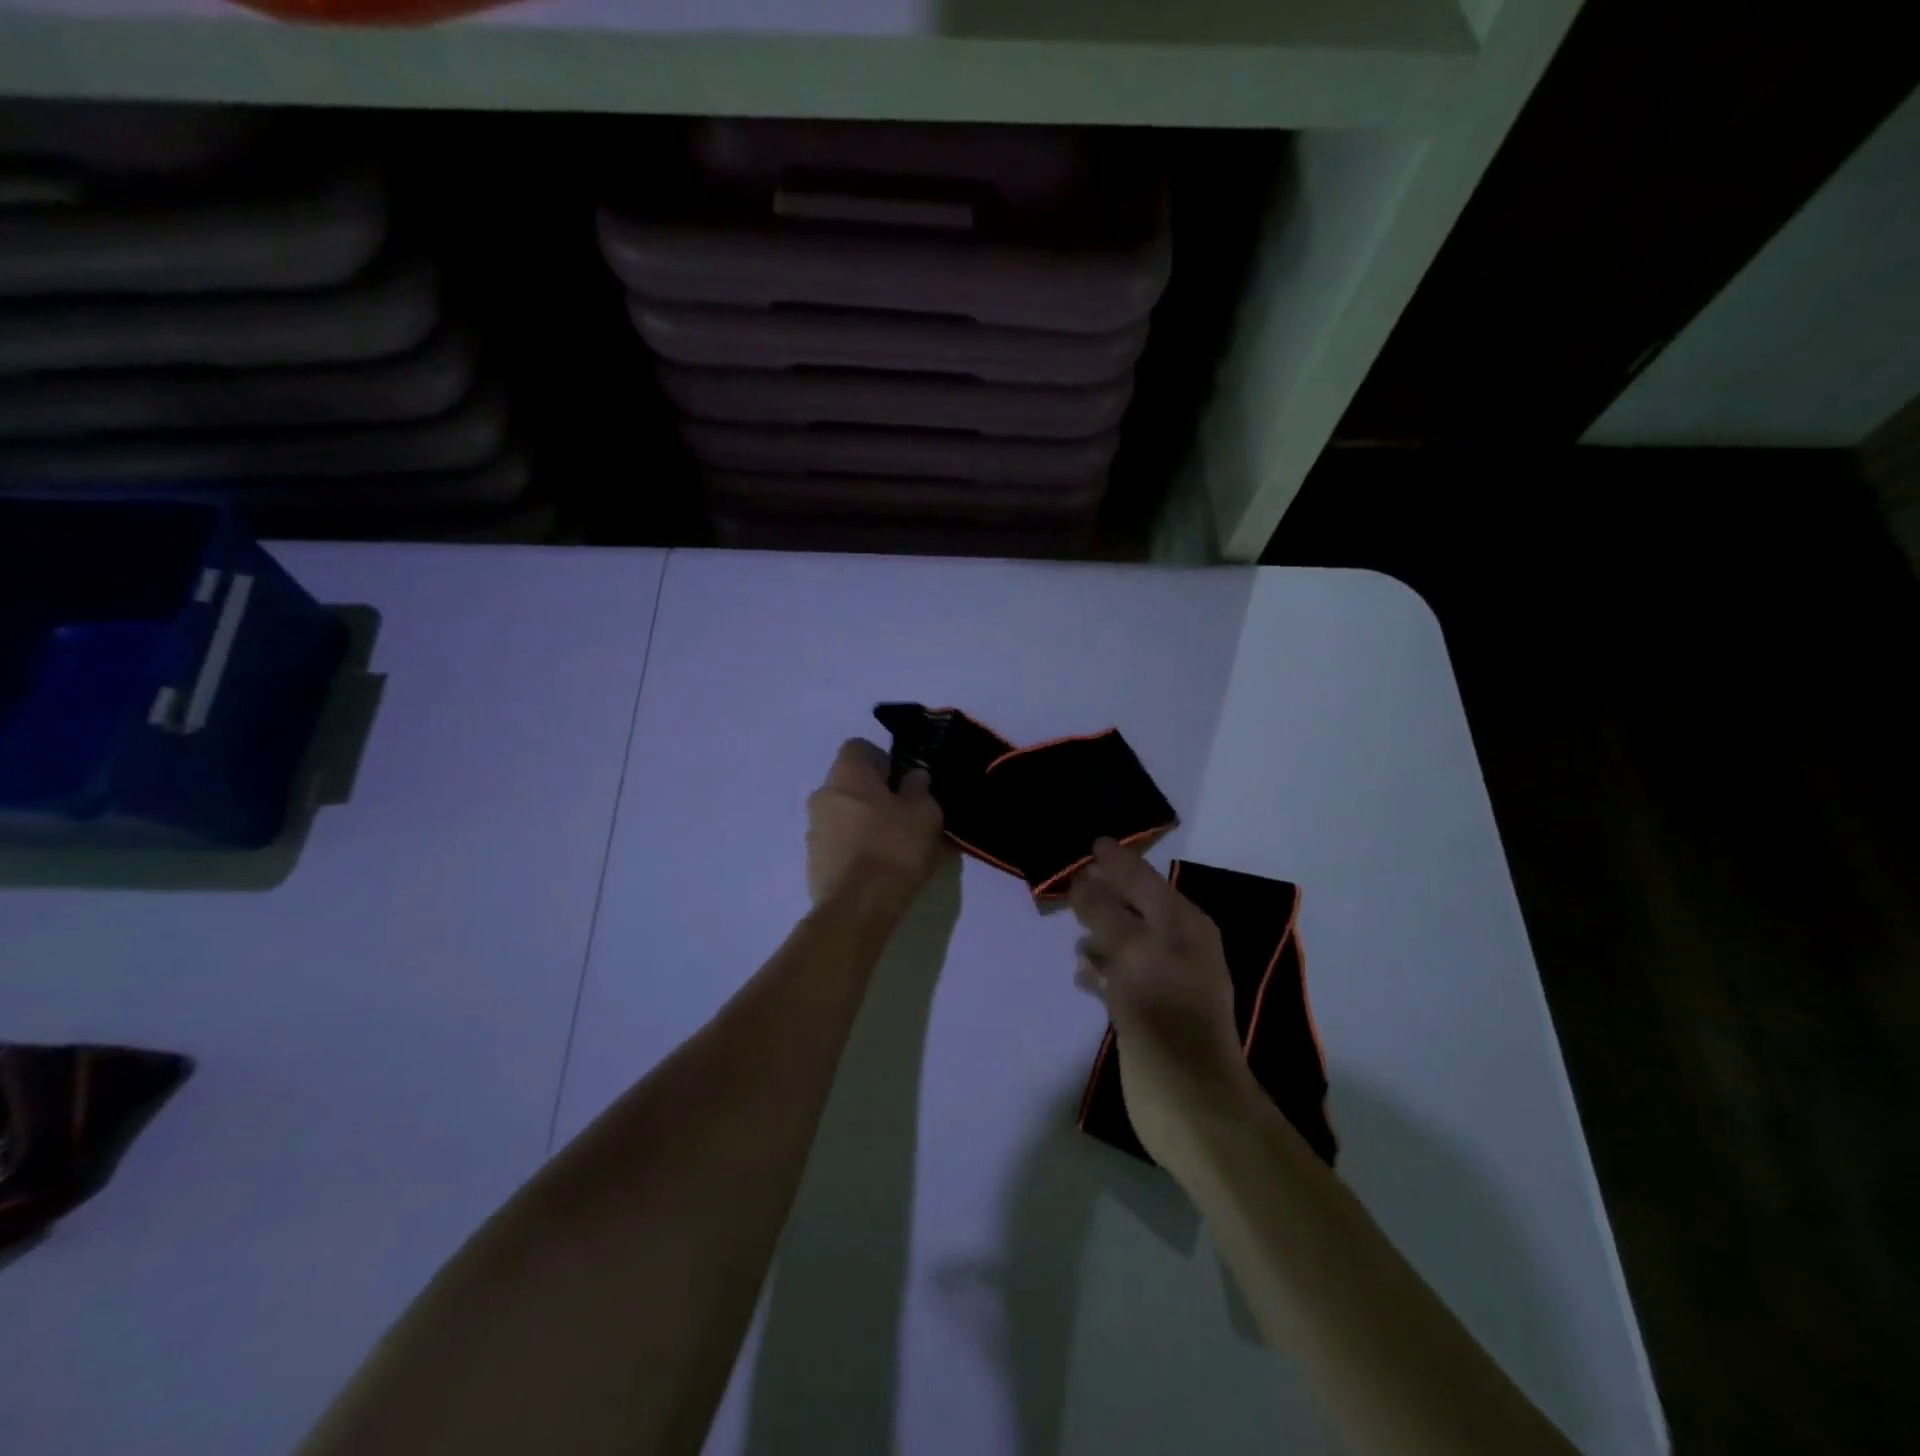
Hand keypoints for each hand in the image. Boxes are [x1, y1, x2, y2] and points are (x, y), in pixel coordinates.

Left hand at [806, 739, 950, 906]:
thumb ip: (919, 788)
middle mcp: (822, 795)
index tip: (902, 782)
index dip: (882, 760)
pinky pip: (839, 845)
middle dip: (874, 796)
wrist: (859, 905)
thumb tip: (913, 778)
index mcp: (847, 774)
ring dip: (865, 824)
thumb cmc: (894, 846)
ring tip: (895, 848)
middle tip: (904, 816)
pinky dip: (856, 849)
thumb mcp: (924, 812)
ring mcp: (813, 830)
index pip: (859, 748)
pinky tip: (880, 869)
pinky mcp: (814, 862)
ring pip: (844, 816)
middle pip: (850, 784)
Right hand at [1070, 838, 1256, 1171]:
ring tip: (1070, 924)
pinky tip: (1080, 971)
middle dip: (1105, 893)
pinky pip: (1119, 976)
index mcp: (1184, 927)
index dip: (1118, 861)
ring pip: (1125, 941)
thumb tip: (1083, 881)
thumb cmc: (1166, 1019)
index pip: (1145, 881)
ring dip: (1100, 931)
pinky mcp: (1148, 1012)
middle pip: (1134, 908)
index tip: (1092, 843)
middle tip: (1071, 878)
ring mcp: (1163, 981)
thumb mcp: (1134, 956)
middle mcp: (1177, 947)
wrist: (1193, 1104)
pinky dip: (1100, 969)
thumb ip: (1106, 915)